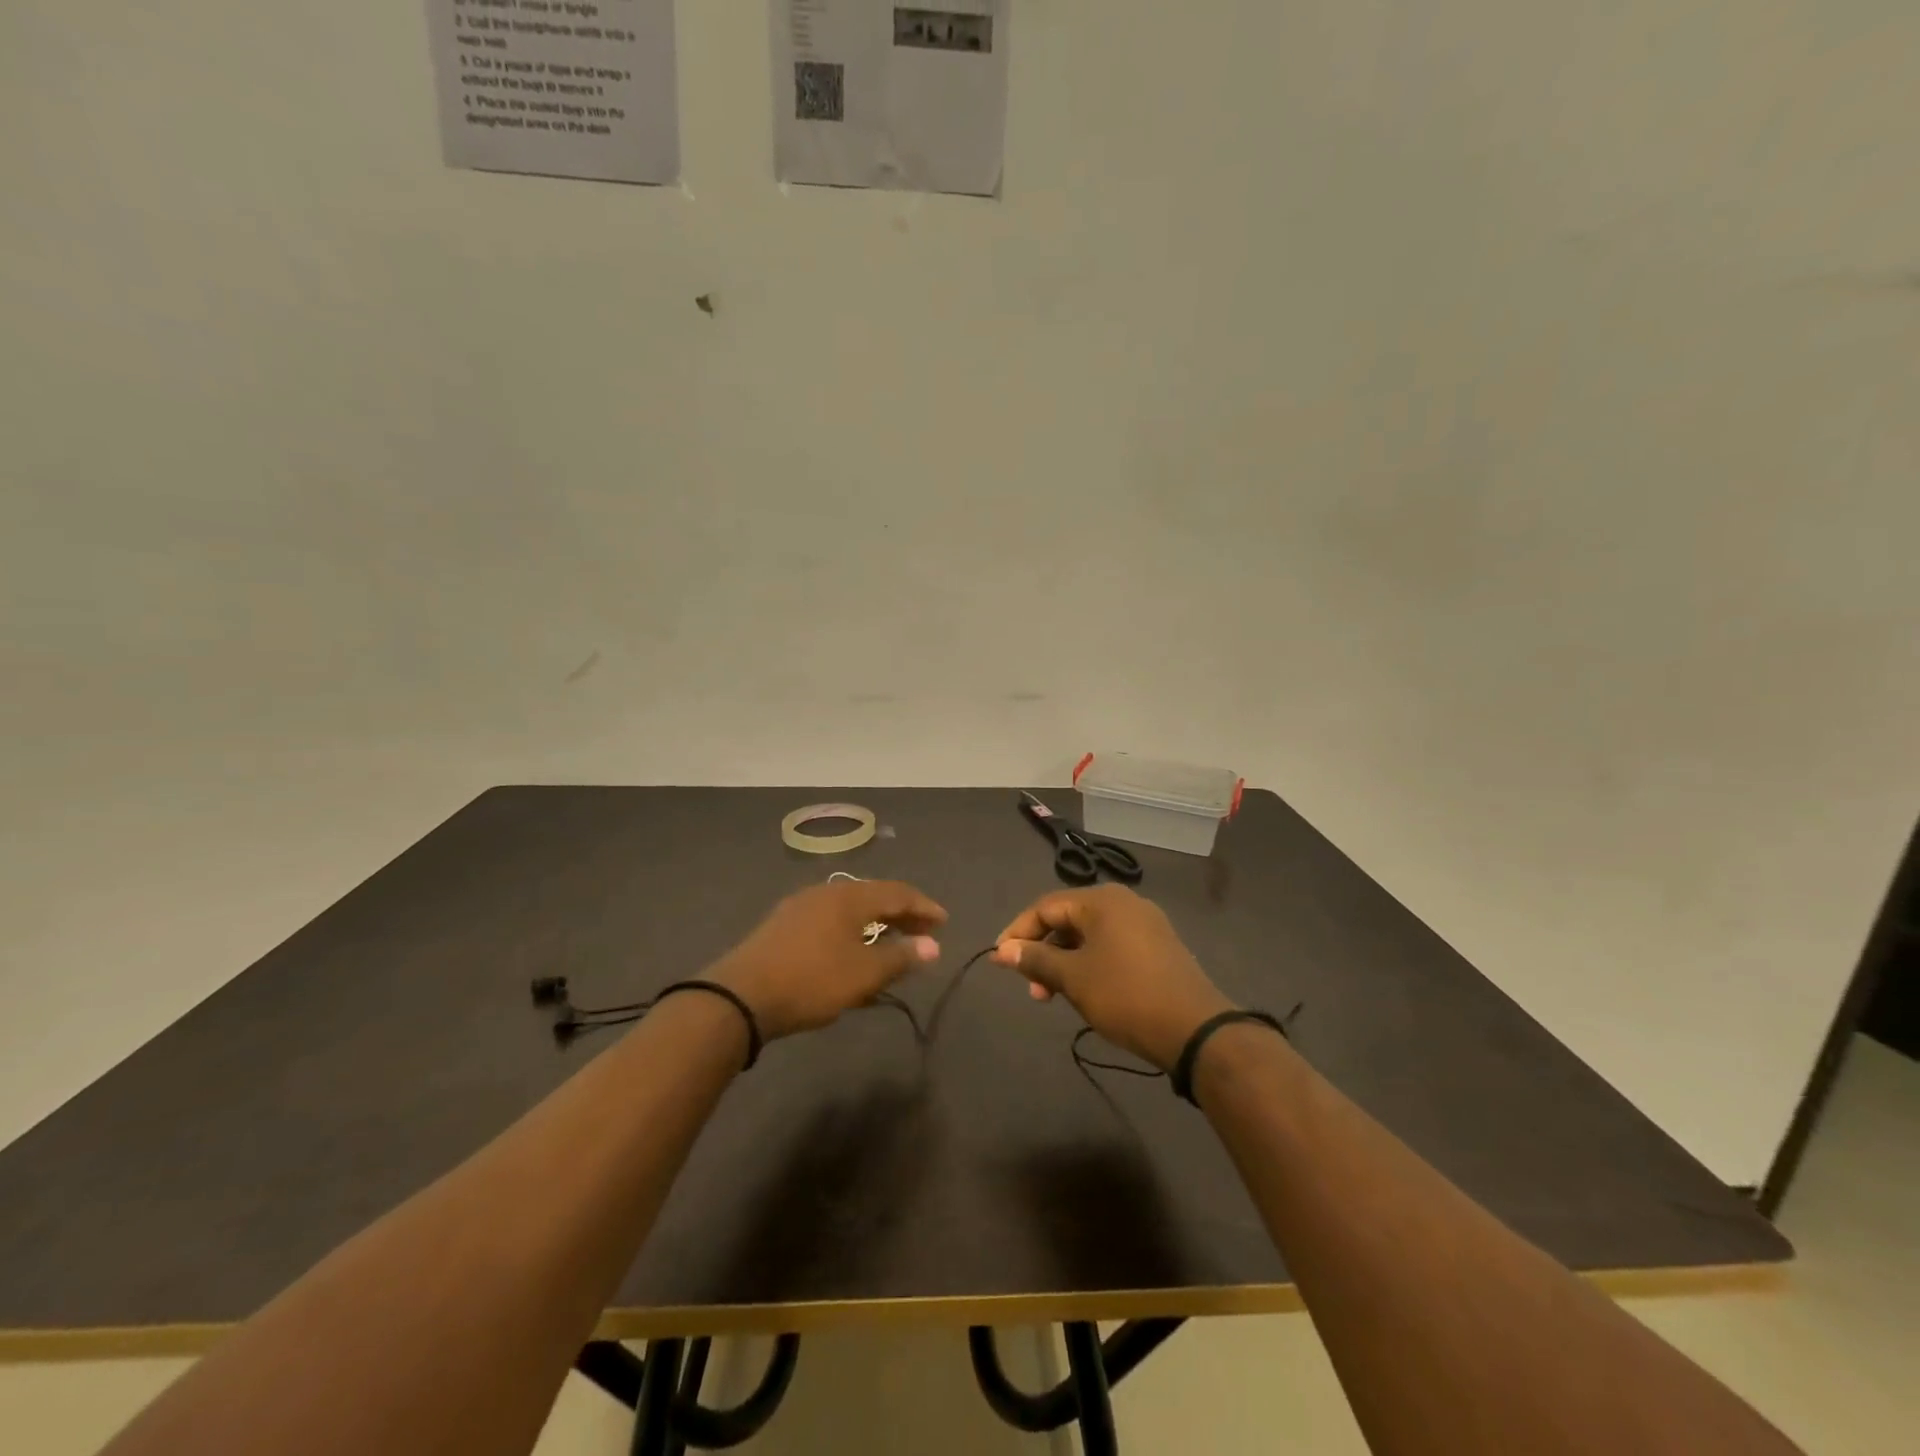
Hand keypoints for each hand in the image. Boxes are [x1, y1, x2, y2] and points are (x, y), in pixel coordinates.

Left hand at [713, 880, 946, 1040]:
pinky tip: (852, 953)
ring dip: (876, 925)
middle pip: (874, 897)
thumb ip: (901, 957)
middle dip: (901, 915)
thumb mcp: (863, 974)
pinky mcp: (783, 925)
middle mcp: (826, 892)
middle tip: (923, 934)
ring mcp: (801, 906)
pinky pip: (830, 921)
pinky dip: (852, 932)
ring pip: (850, 910)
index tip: (944, 923)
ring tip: (891, 945)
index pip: (897, 893)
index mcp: (849, 897)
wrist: (740, 997)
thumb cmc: (811, 981)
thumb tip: (933, 945)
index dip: (924, 907)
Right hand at [993, 884, 1231, 1070]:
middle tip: (1031, 988)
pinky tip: (1085, 992)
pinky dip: (1090, 964)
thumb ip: (1036, 960)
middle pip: (1069, 919)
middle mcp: (1124, 903)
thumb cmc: (1126, 995)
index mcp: (1102, 900)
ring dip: (1065, 962)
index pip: (1046, 906)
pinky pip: (1112, 946)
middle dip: (1043, 952)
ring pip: (1090, 936)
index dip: (1019, 932)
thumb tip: (1003, 951)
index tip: (1000, 960)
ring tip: (1054, 996)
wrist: (1195, 1030)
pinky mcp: (1159, 947)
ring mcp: (1146, 924)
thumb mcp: (1073, 978)